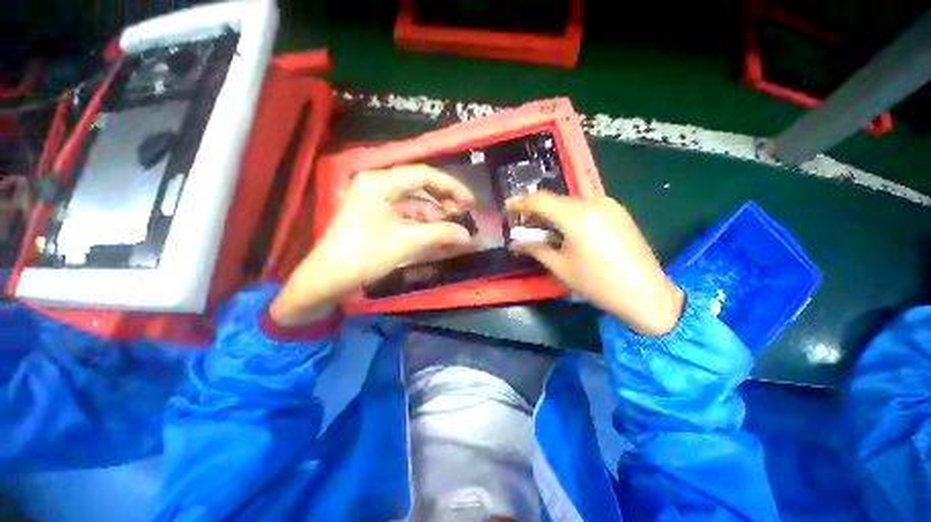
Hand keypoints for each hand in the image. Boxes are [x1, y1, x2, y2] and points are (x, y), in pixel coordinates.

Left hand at [270, 165, 475, 325]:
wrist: (327, 278)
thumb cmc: (364, 256)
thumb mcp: (406, 243)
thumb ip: (441, 234)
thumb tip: (468, 234)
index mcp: (380, 182)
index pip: (425, 175)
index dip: (452, 187)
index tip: (470, 204)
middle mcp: (377, 183)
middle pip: (419, 185)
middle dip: (444, 200)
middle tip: (463, 214)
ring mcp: (374, 198)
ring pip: (413, 200)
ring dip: (434, 214)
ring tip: (452, 228)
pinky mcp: (374, 213)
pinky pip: (404, 212)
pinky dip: (421, 222)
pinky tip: (435, 233)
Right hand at [506, 192, 683, 336]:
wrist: (645, 294)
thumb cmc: (597, 283)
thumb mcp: (560, 266)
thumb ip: (535, 248)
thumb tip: (514, 243)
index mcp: (577, 216)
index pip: (539, 200)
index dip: (519, 202)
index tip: (506, 208)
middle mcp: (594, 203)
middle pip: (555, 200)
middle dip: (535, 211)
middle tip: (523, 226)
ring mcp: (609, 205)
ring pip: (570, 203)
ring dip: (552, 213)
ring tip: (544, 231)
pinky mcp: (618, 212)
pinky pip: (586, 207)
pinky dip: (570, 215)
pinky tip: (566, 231)